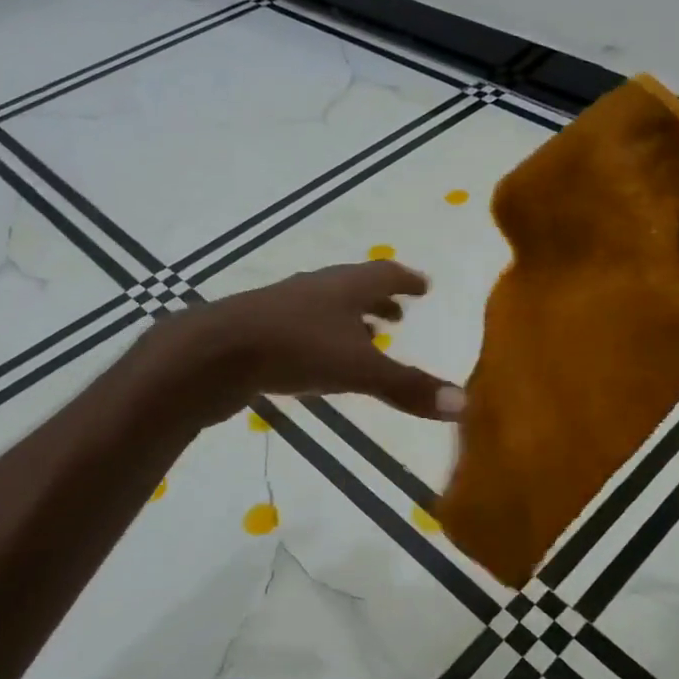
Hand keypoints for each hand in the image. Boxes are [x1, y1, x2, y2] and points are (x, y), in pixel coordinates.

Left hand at [152, 261, 466, 425]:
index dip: (407, 280)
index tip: (424, 285)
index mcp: (346, 286)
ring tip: (368, 336)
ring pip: (327, 306)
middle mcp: (317, 287)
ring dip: (351, 318)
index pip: (386, 274)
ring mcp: (285, 306)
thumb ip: (408, 387)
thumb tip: (465, 404)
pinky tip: (319, 359)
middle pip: (355, 286)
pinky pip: (304, 326)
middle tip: (400, 312)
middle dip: (380, 299)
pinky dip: (324, 336)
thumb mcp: (359, 370)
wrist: (213, 353)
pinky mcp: (260, 329)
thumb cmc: (295, 349)